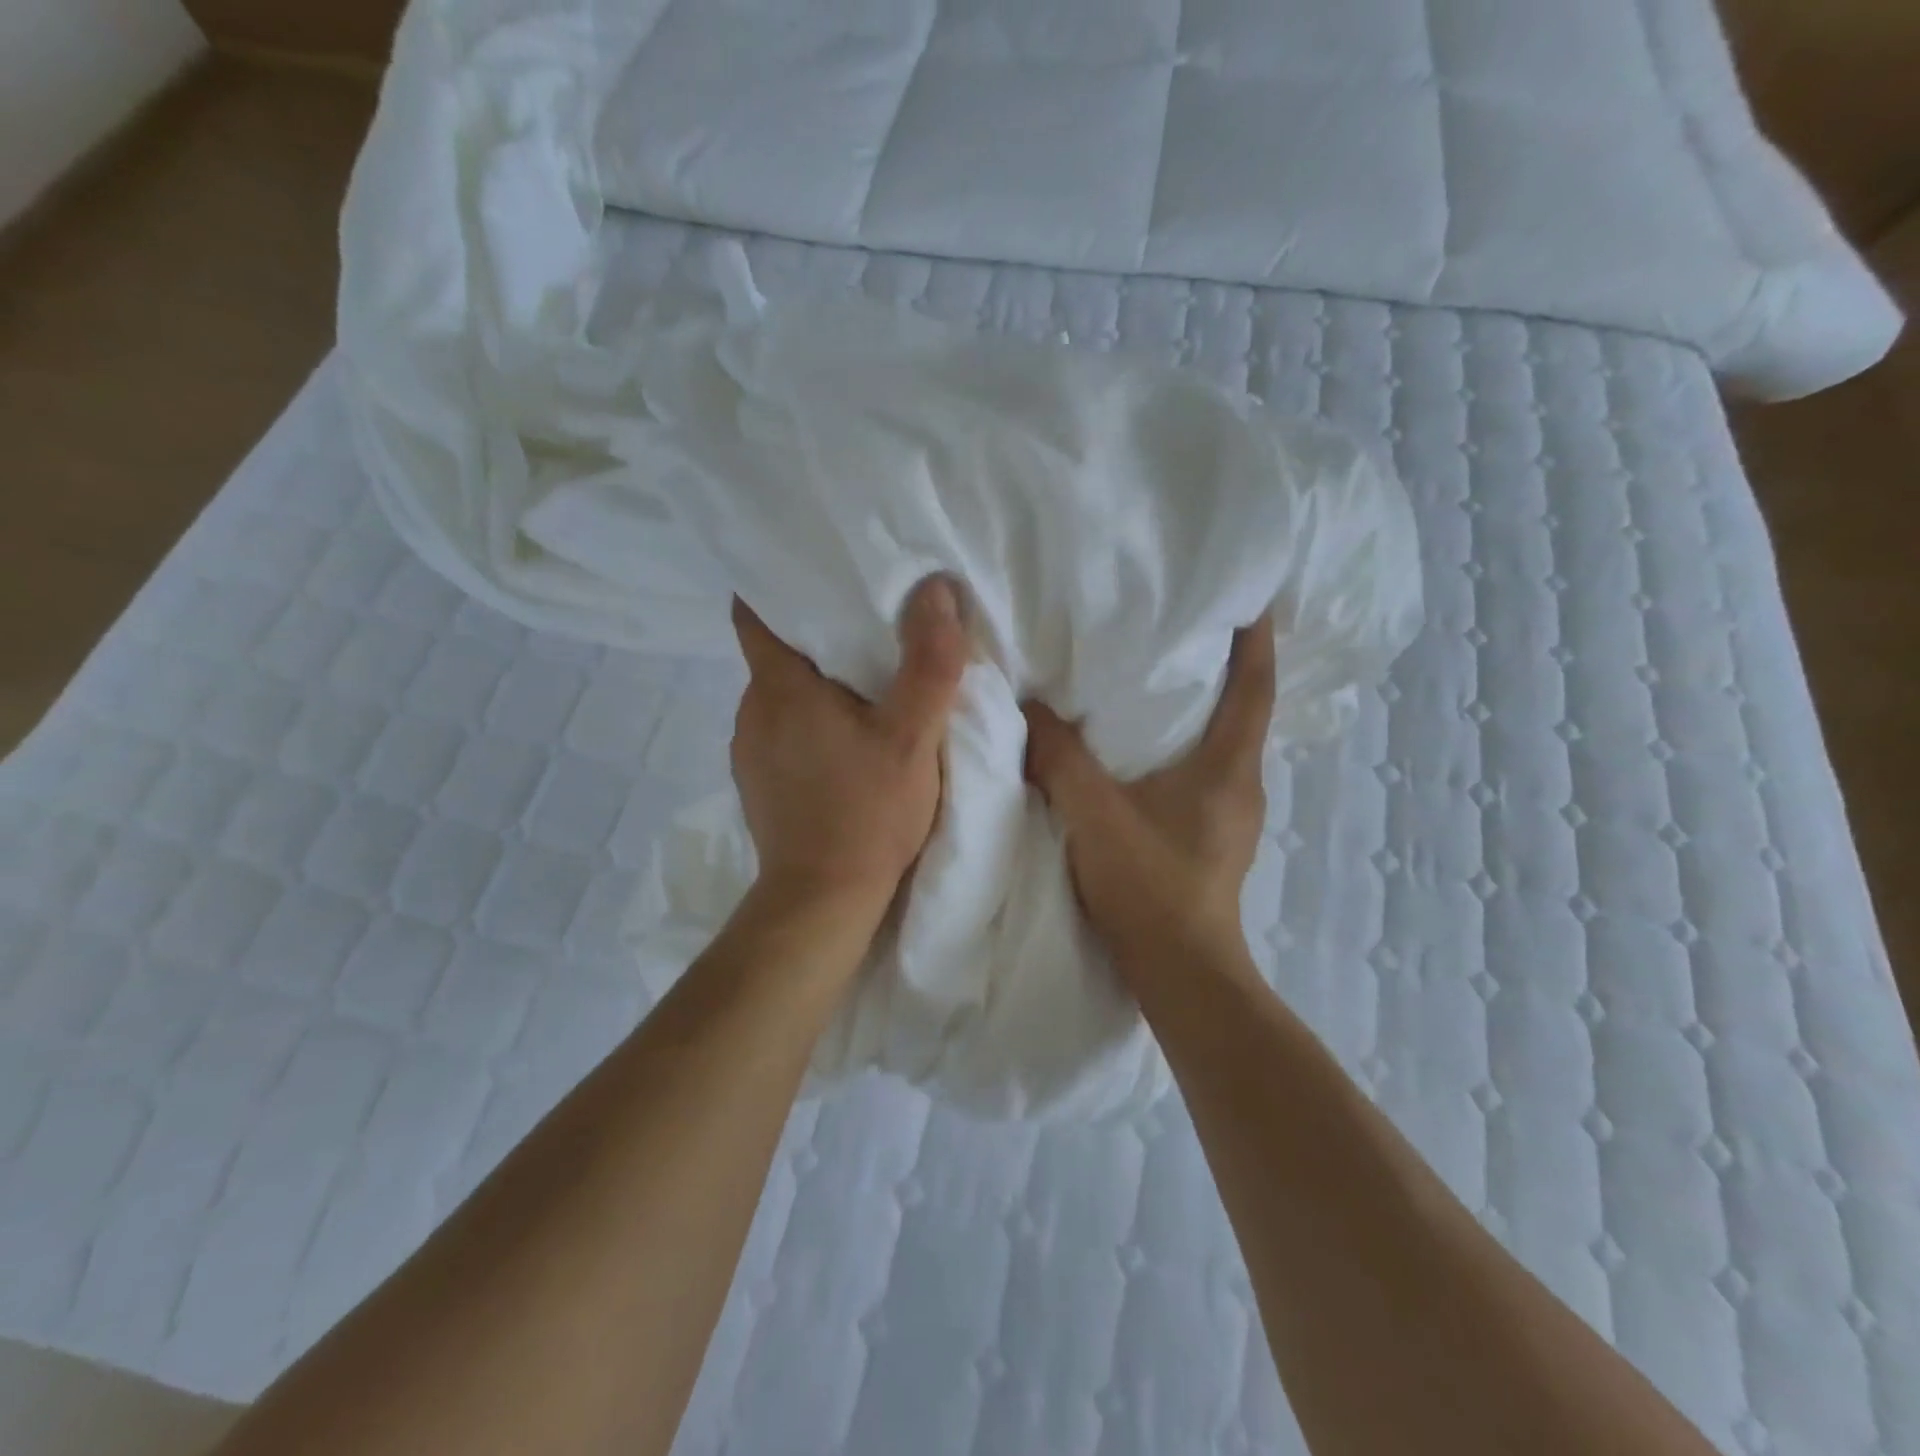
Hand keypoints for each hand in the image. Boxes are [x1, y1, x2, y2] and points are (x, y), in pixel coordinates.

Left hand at [730, 578, 968, 923]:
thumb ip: (929, 663)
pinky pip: (781, 733)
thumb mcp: (912, 737)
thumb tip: (937, 590)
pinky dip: (808, 725)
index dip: (782, 586)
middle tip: (869, 632)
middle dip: (818, 637)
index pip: (755, 612)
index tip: (821, 576)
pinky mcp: (758, 784)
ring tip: (862, 689)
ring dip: (815, 687)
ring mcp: (749, 751)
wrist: (822, 901)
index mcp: (779, 687)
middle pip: (776, 653)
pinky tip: (843, 745)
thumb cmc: (867, 812)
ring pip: (781, 696)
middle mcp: (752, 711)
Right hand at [1022, 617, 1275, 984]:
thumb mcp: (1094, 813)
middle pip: (1241, 709)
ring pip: (1219, 744)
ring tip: (1156, 679)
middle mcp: (1243, 784)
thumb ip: (1059, 756)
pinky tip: (1140, 750)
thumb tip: (1028, 705)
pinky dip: (1180, 748)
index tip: (1247, 594)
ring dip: (1198, 709)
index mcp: (1230, 767)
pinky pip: (1201, 773)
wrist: (1179, 972)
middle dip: (1221, 666)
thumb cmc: (1149, 885)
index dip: (1255, 637)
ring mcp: (1231, 816)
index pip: (1254, 685)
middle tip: (1182, 627)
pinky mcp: (1211, 838)